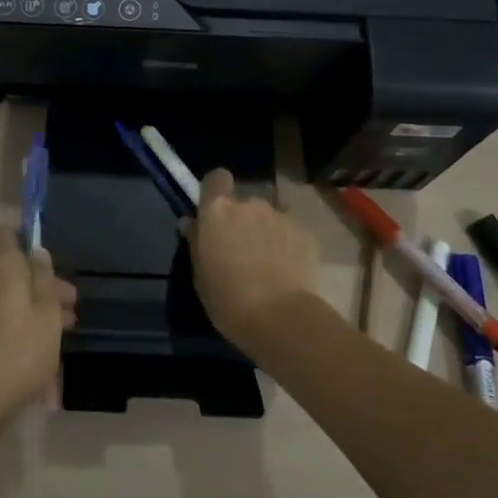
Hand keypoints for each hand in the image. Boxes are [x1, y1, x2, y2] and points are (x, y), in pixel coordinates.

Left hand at [0, 226, 76, 431]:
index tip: (48, 264)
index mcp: (1, 267)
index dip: (24, 241)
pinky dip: (20, 340)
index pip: (4, 234)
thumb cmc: (17, 351)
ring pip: (9, 304)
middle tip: (71, 314)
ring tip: (62, 346)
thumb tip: (37, 251)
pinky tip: (41, 374)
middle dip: (43, 290)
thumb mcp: (47, 313)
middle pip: (13, 274)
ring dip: (35, 318)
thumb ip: (45, 279)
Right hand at [185, 168, 318, 349]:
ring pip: (269, 217)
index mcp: (218, 210)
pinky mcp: (306, 232)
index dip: (216, 190)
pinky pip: (290, 231)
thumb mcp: (200, 276)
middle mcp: (250, 203)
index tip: (215, 212)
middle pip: (243, 202)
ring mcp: (280, 215)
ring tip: (268, 263)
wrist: (281, 319)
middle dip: (242, 220)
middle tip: (242, 250)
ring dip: (266, 232)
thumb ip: (196, 242)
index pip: (216, 178)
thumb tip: (192, 223)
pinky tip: (288, 270)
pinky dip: (288, 244)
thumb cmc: (229, 300)